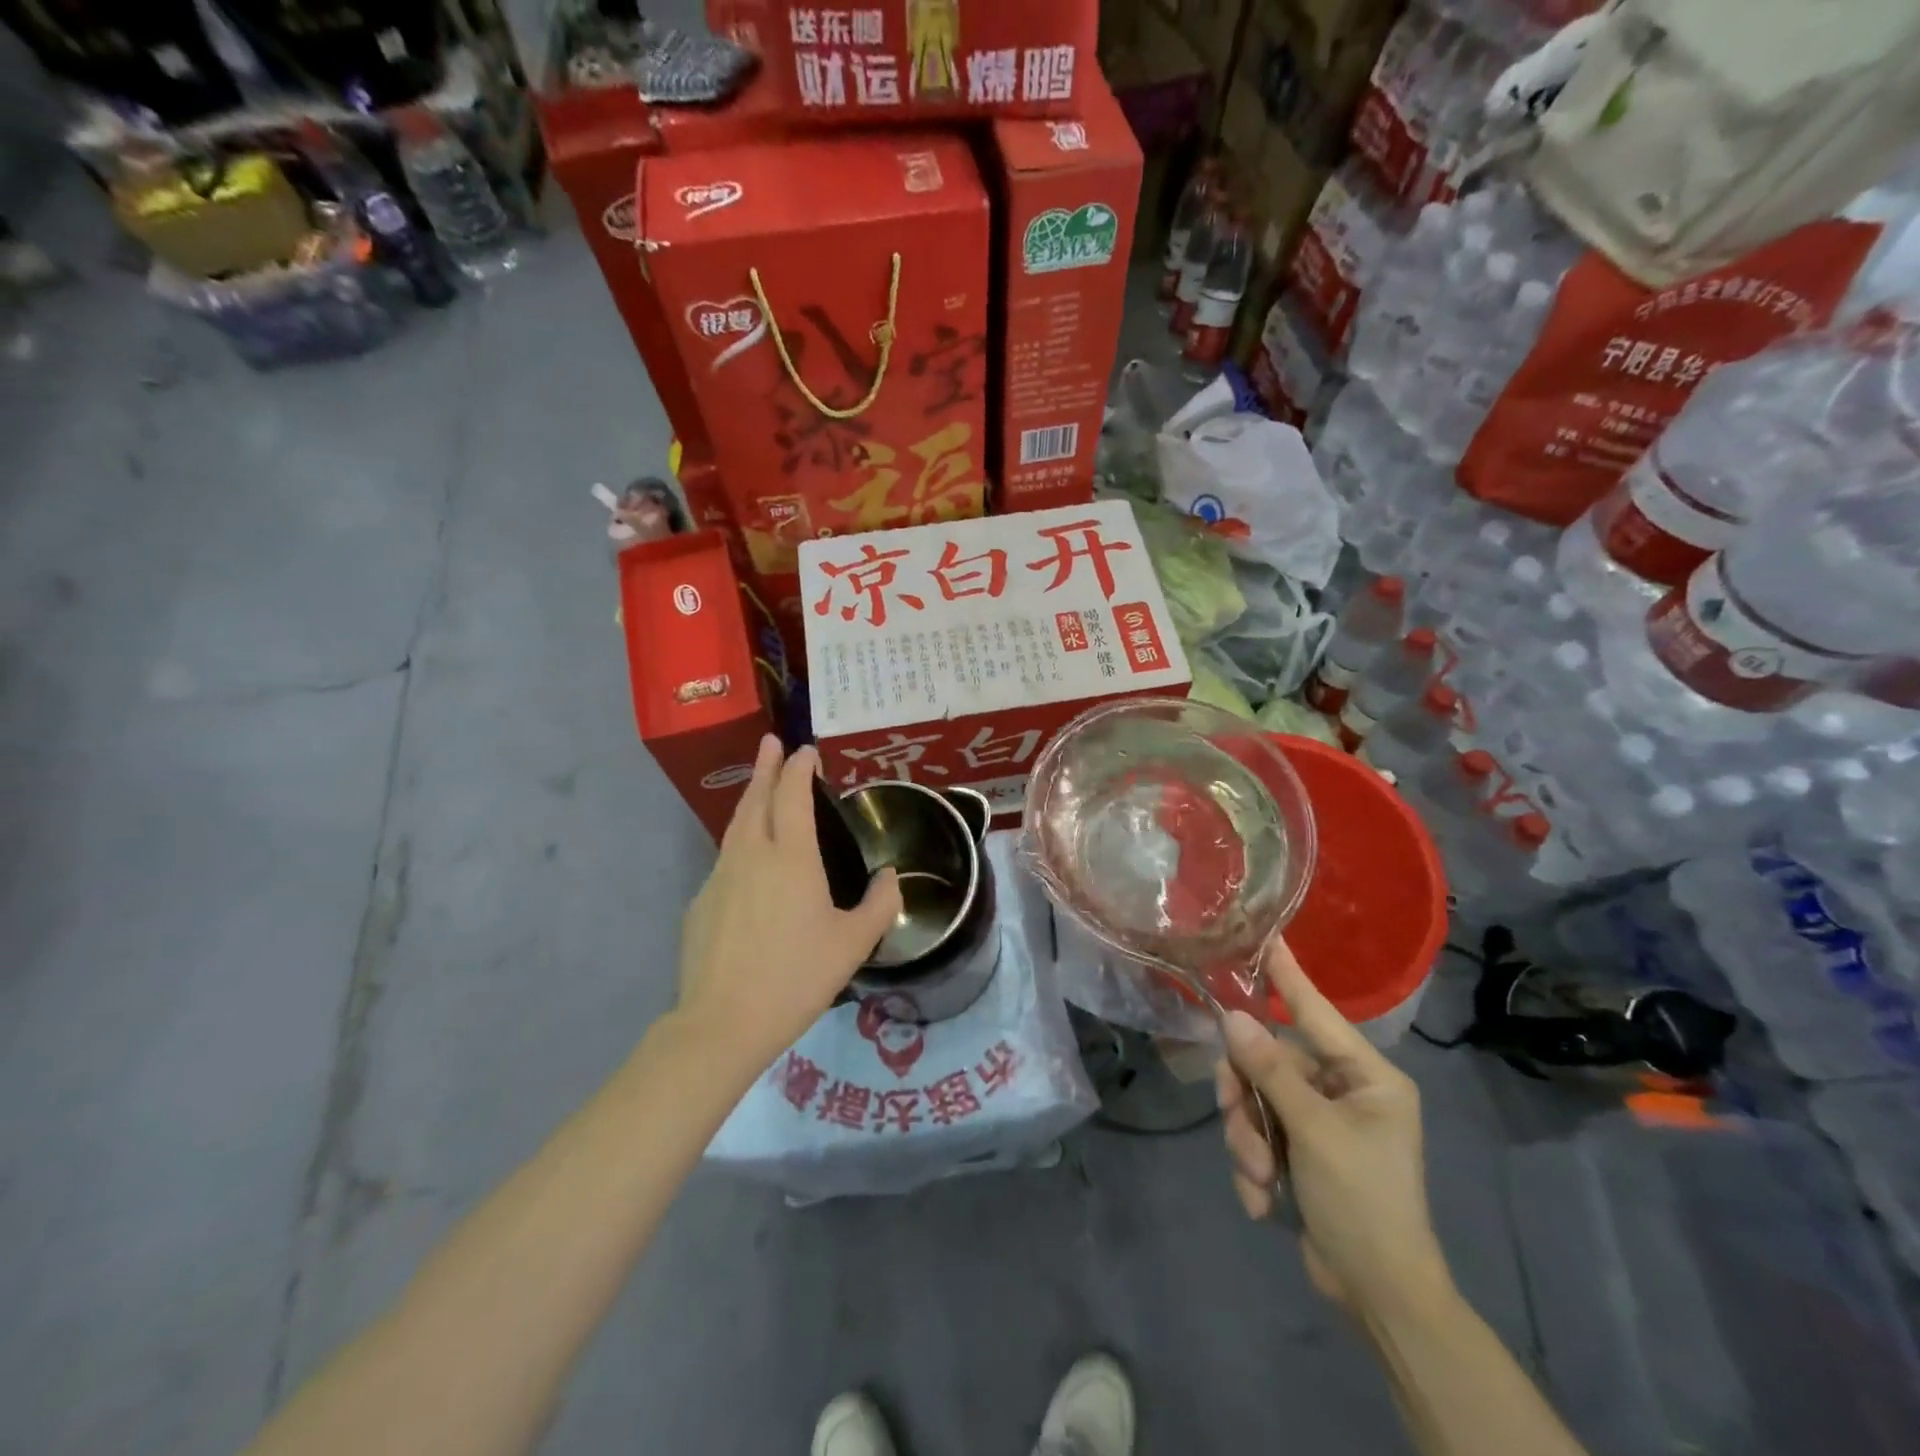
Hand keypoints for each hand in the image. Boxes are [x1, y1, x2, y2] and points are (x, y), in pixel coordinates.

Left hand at [677, 736, 901, 1066]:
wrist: (723, 1022)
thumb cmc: (796, 977)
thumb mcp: (853, 943)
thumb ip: (880, 905)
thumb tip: (892, 877)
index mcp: (790, 857)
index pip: (792, 795)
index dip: (799, 768)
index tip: (807, 750)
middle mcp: (751, 855)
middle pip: (756, 798)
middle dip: (766, 767)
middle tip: (771, 742)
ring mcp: (720, 877)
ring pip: (736, 826)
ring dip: (750, 799)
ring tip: (761, 787)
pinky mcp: (702, 903)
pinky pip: (726, 860)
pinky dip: (741, 842)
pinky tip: (750, 862)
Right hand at [1215, 937, 1450, 1318]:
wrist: (1379, 1297)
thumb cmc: (1363, 1202)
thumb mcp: (1314, 1132)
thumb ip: (1271, 1071)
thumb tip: (1233, 1018)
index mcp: (1366, 1076)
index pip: (1316, 1011)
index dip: (1287, 975)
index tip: (1264, 937)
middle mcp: (1342, 1089)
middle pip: (1269, 1062)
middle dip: (1248, 1100)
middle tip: (1240, 1128)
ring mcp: (1319, 1120)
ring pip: (1256, 1099)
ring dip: (1248, 1139)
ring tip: (1258, 1177)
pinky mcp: (1300, 1150)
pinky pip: (1259, 1133)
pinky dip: (1254, 1165)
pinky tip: (1264, 1201)